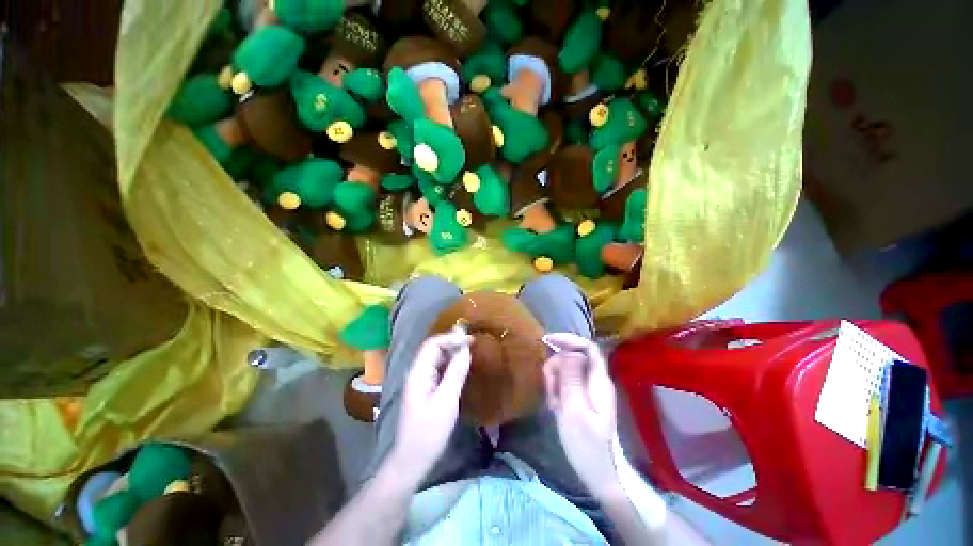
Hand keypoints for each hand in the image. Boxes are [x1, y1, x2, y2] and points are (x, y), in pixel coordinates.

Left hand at [389, 329, 472, 485]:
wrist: (412, 460)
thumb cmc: (428, 432)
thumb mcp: (446, 401)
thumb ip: (456, 373)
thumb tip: (466, 349)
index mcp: (418, 373)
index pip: (433, 344)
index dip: (451, 338)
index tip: (471, 339)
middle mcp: (417, 373)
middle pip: (433, 348)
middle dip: (452, 341)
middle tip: (473, 340)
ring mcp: (421, 381)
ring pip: (437, 358)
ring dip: (452, 351)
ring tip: (470, 348)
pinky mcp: (426, 390)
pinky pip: (439, 369)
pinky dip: (451, 363)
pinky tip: (461, 364)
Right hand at [542, 333, 619, 497]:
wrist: (599, 474)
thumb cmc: (588, 446)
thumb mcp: (575, 411)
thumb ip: (572, 379)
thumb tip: (570, 351)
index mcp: (598, 381)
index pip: (588, 348)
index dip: (569, 340)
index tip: (547, 341)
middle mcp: (595, 380)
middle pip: (573, 357)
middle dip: (556, 367)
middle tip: (550, 389)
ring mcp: (588, 390)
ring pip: (566, 370)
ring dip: (554, 381)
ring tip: (553, 403)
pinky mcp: (581, 398)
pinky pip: (565, 383)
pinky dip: (556, 390)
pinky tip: (555, 407)